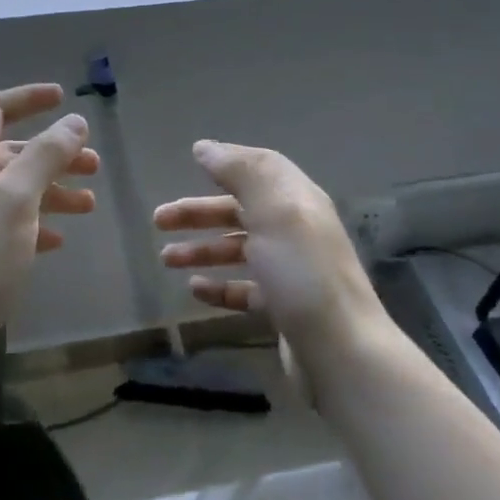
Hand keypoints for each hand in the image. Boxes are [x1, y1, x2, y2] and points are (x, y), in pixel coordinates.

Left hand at [0, 84, 98, 374]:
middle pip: (12, 153)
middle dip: (54, 153)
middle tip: (94, 165)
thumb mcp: (15, 199)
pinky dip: (39, 224)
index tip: (64, 98)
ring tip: (88, 205)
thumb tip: (74, 121)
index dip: (27, 98)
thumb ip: (45, 156)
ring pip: (17, 191)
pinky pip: (13, 225)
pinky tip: (60, 240)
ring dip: (53, 190)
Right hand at [154, 140, 384, 357]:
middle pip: (241, 210)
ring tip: (166, 258)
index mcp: (297, 200)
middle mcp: (295, 230)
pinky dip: (219, 286)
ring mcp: (290, 271)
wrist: (340, 351)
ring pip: (238, 250)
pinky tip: (195, 288)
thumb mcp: (273, 210)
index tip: (190, 160)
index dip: (227, 162)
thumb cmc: (302, 272)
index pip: (260, 169)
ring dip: (202, 249)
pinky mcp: (283, 307)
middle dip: (199, 212)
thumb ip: (240, 172)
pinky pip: (244, 288)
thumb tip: (206, 148)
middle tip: (158, 220)